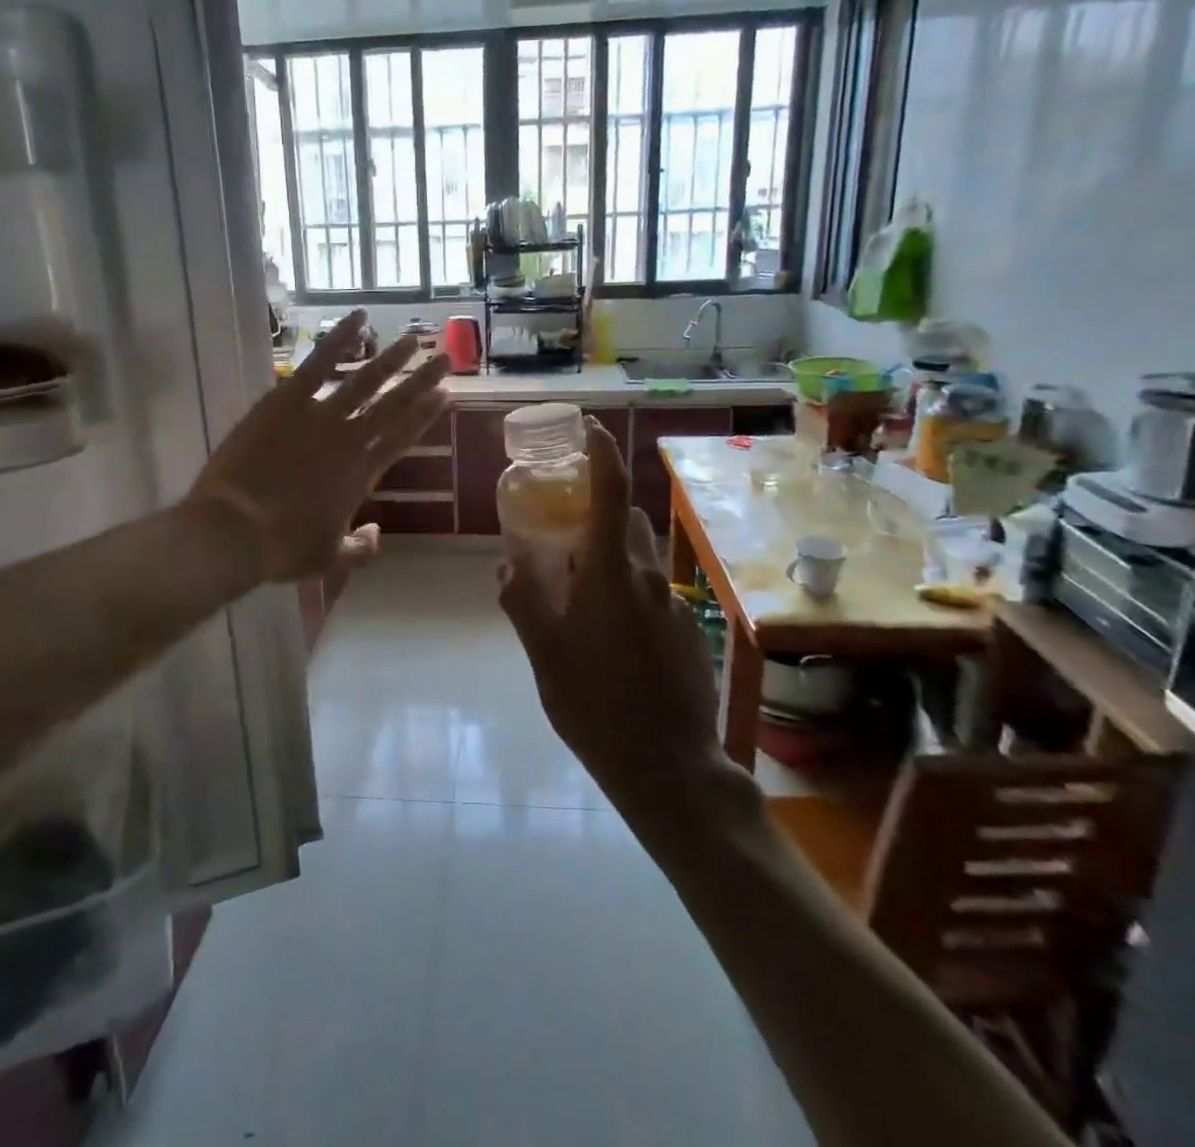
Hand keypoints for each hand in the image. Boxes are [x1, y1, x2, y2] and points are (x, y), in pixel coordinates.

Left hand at [189, 312, 450, 582]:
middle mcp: (350, 440)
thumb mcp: (328, 559)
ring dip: (391, 359)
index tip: (445, 395)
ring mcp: (319, 416)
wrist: (235, 531)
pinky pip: (319, 363)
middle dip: (422, 381)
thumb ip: (360, 548)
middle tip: (445, 358)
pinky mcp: (287, 400)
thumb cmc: (281, 549)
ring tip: (413, 339)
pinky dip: (340, 339)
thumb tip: (377, 533)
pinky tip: (358, 319)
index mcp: (361, 476)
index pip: (401, 438)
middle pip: (394, 405)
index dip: (425, 416)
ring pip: (365, 381)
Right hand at [498, 419, 725, 807]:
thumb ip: (523, 601)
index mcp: (610, 570)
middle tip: (564, 534)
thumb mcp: (543, 652)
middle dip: (598, 515)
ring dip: (611, 558)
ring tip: (580, 594)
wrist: (667, 765)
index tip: (590, 428)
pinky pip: (651, 595)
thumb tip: (507, 565)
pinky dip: (628, 595)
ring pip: (638, 560)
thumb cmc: (594, 702)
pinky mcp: (688, 631)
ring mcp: (672, 604)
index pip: (611, 490)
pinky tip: (611, 640)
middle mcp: (647, 576)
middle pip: (625, 522)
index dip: (602, 452)